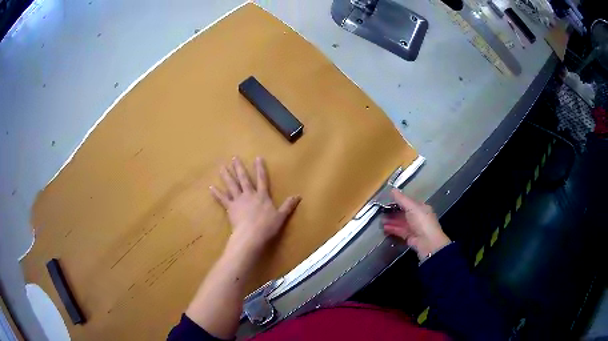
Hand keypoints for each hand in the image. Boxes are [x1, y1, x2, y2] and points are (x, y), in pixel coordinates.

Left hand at [210, 157, 300, 255]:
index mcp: (262, 196)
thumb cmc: (267, 227)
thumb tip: (299, 196)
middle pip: (243, 179)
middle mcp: (249, 195)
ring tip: (221, 167)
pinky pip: (222, 199)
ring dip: (226, 175)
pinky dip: (216, 193)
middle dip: (239, 168)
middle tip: (234, 158)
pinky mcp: (230, 208)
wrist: (251, 235)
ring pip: (231, 185)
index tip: (257, 158)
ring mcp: (238, 201)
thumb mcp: (281, 216)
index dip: (260, 169)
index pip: (262, 179)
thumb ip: (288, 205)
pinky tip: (211, 187)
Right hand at [383, 189, 450, 260]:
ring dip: (391, 221)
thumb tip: (392, 189)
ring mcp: (414, 227)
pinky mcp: (409, 237)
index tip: (387, 201)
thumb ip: (401, 199)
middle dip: (393, 212)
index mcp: (421, 208)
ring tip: (380, 220)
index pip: (408, 203)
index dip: (398, 201)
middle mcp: (418, 217)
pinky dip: (392, 229)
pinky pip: (399, 231)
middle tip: (382, 212)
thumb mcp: (412, 207)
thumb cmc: (422, 221)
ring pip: (401, 222)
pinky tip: (384, 228)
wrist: (428, 242)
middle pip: (403, 213)